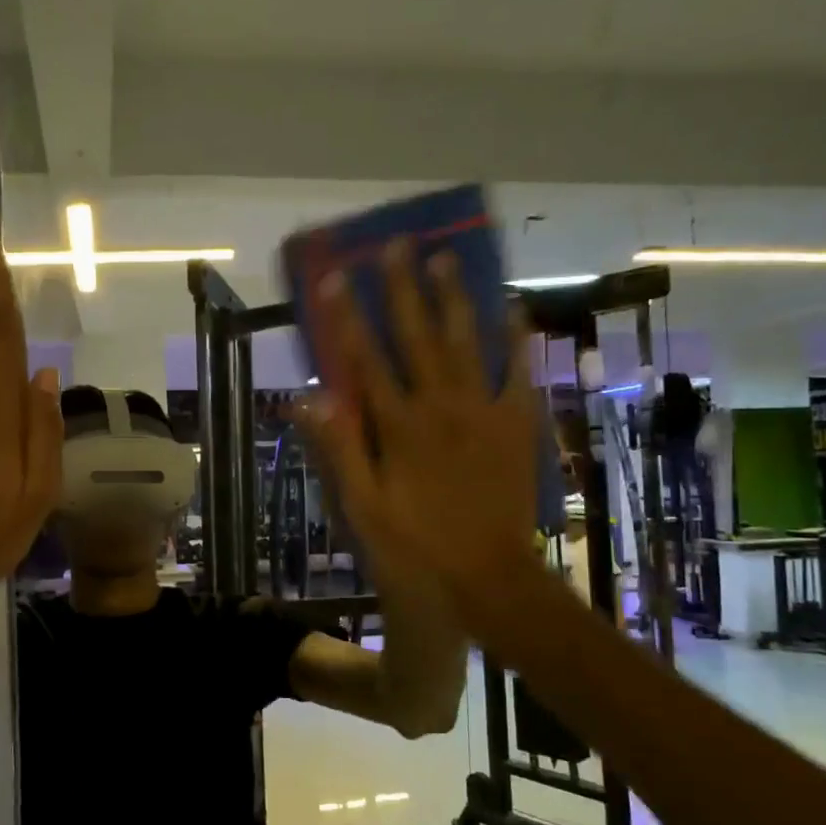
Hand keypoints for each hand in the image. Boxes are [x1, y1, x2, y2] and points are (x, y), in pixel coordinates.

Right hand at [297, 241, 543, 639]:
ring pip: (466, 343)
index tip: (334, 277)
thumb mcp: (362, 509)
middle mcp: (440, 407)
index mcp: (398, 427)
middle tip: (396, 245)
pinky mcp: (516, 424)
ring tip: (446, 259)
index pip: (365, 360)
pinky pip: (517, 372)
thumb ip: (339, 450)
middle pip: (417, 337)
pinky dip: (515, 338)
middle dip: (402, 289)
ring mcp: (483, 412)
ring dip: (454, 299)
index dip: (347, 317)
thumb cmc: (415, 547)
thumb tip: (309, 398)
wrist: (488, 579)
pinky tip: (510, 307)